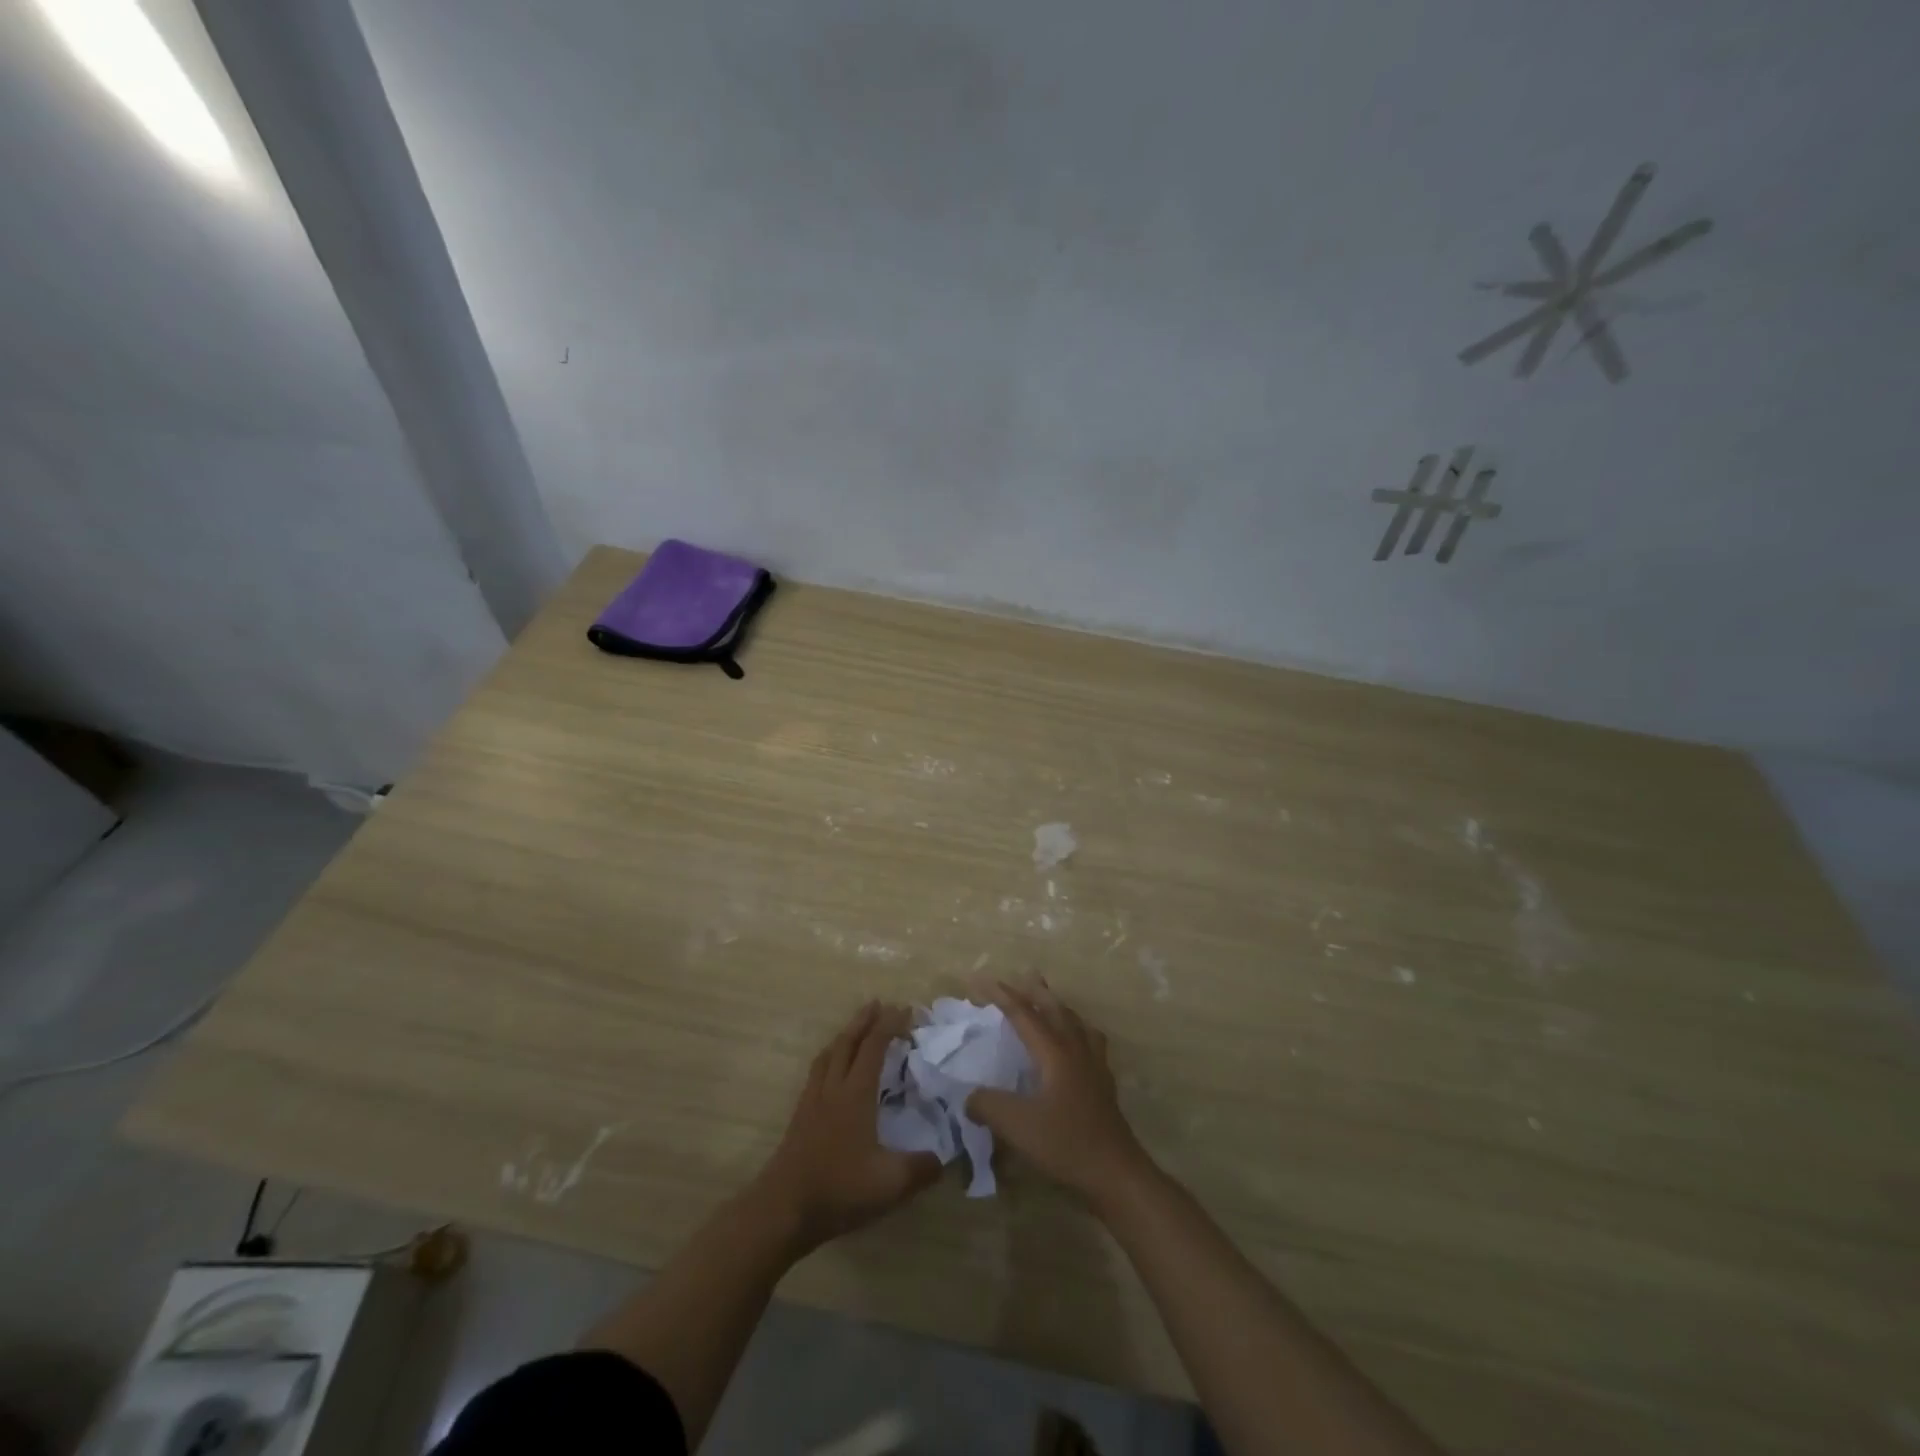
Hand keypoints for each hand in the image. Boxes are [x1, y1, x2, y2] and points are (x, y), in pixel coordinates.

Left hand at [754, 1002, 941, 1254]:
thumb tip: (945, 1158)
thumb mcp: (890, 1184)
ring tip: (856, 1029)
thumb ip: (921, 1168)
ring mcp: (812, 1101)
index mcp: (856, 1094)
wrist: (783, 1209)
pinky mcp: (800, 1117)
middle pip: (847, 1042)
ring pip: (829, 1054)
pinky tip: (832, 1071)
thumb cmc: (838, 1189)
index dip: (889, 1025)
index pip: (874, 1047)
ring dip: (845, 1035)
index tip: (906, 1010)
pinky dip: (830, 1058)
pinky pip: (817, 1072)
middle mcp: (833, 1088)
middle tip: (879, 1004)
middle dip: (864, 1020)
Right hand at [966, 978, 1150, 1205]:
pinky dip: (1078, 1030)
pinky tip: (1078, 1042)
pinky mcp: (1104, 1084)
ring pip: (1076, 1022)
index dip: (1000, 994)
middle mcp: (1076, 1050)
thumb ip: (987, 1105)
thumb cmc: (1066, 1144)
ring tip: (1050, 1000)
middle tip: (1023, 975)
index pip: (1023, 1013)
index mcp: (1054, 1052)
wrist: (1116, 1173)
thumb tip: (968, 1096)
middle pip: (1055, 1009)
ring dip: (1059, 1006)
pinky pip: (1090, 1041)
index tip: (977, 979)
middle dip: (1036, 990)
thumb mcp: (1017, 1126)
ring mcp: (1095, 1065)